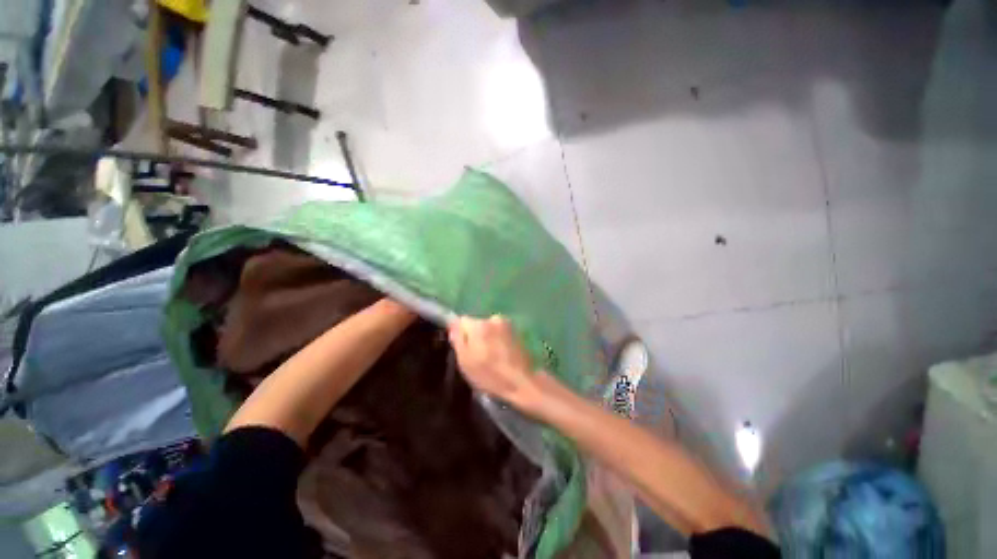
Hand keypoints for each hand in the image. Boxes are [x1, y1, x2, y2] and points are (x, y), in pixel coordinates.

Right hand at [448, 316, 544, 413]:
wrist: (522, 382)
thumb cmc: (489, 374)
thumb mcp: (465, 361)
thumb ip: (458, 339)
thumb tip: (453, 326)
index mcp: (478, 325)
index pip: (462, 321)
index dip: (461, 335)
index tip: (464, 349)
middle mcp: (493, 318)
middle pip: (477, 324)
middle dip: (475, 336)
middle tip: (478, 356)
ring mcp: (507, 324)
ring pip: (489, 328)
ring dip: (488, 338)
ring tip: (492, 357)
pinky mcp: (517, 331)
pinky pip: (500, 333)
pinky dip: (499, 341)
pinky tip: (502, 355)